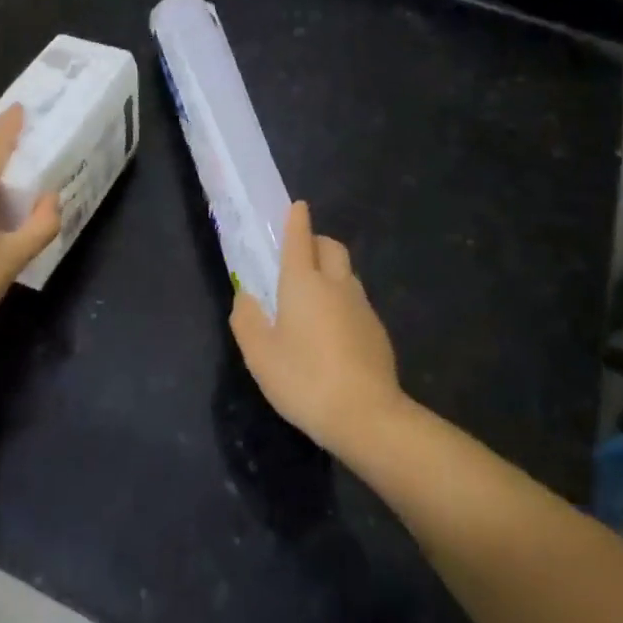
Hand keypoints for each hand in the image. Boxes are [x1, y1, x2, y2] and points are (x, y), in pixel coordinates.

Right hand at [229, 201, 405, 456]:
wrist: (367, 416)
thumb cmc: (304, 379)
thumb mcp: (260, 355)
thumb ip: (247, 320)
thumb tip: (245, 297)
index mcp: (303, 283)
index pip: (300, 239)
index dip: (297, 220)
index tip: (298, 205)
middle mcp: (336, 285)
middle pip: (331, 247)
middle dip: (316, 242)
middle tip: (300, 257)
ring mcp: (362, 307)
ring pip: (346, 274)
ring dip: (331, 272)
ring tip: (313, 299)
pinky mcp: (377, 331)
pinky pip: (356, 302)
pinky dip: (342, 303)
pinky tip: (332, 334)